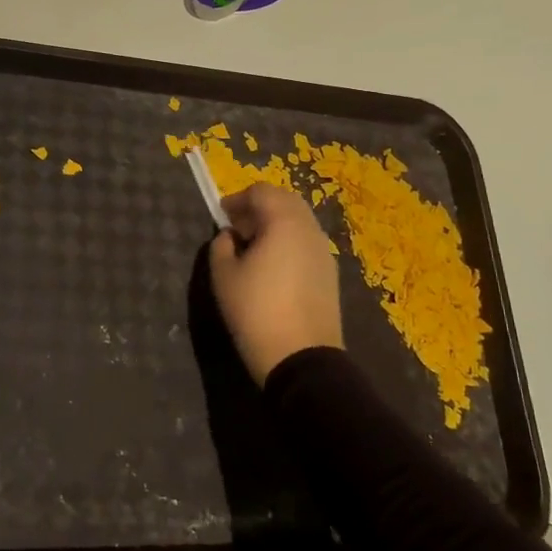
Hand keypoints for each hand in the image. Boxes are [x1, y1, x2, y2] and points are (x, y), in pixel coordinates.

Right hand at [208, 183, 344, 384]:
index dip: (238, 199)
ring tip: (253, 248)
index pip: (261, 191)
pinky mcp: (330, 273)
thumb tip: (230, 236)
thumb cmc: (256, 310)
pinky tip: (272, 267)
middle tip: (237, 228)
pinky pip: (306, 243)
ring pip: (298, 222)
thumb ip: (221, 245)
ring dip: (275, 224)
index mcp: (284, 222)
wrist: (301, 358)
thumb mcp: (223, 275)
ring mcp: (324, 252)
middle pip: (284, 201)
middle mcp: (309, 229)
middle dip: (259, 207)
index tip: (221, 215)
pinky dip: (288, 242)